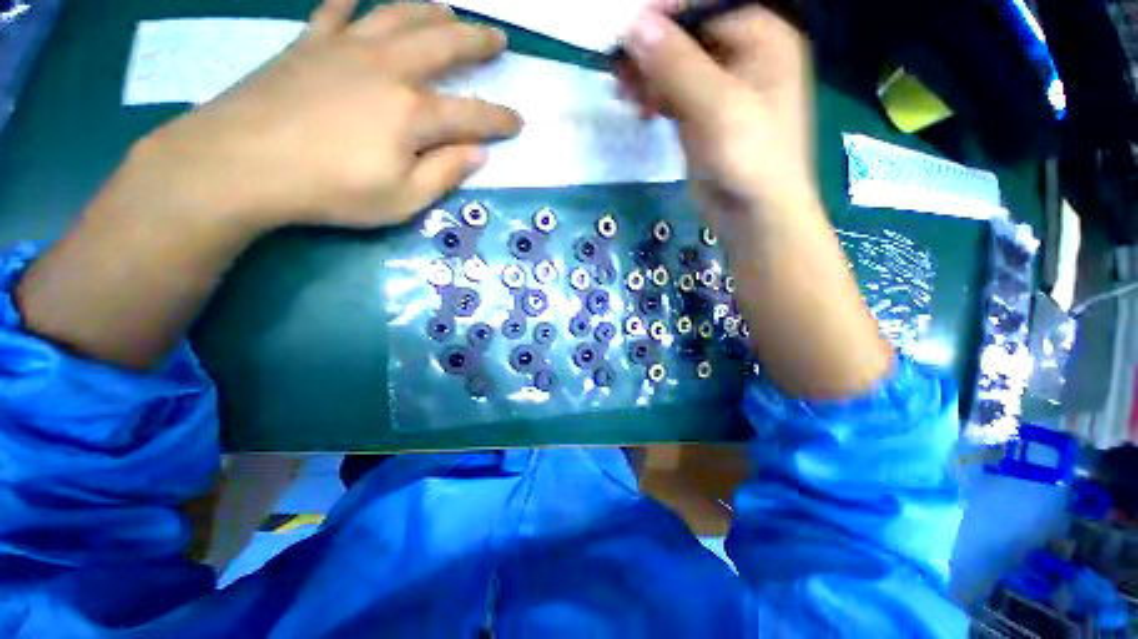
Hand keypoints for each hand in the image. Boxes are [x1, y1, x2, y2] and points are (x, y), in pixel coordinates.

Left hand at [141, 0, 521, 230]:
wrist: (241, 163)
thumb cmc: (331, 190)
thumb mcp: (403, 199)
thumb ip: (444, 174)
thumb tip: (478, 155)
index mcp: (413, 113)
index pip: (473, 114)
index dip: (500, 119)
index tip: (518, 121)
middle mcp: (388, 69)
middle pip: (442, 45)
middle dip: (477, 41)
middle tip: (497, 38)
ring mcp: (346, 49)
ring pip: (398, 15)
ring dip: (429, 10)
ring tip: (448, 9)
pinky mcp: (309, 44)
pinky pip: (336, 10)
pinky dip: (352, 0)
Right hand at [618, 6, 814, 225]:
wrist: (753, 214)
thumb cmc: (748, 158)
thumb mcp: (716, 107)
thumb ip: (677, 64)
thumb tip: (634, 26)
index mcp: (762, 37)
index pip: (707, 6)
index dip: (666, 15)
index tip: (626, 33)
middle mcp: (744, 54)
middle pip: (689, 35)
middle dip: (651, 49)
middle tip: (617, 68)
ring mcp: (722, 87)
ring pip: (677, 66)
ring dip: (648, 76)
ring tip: (622, 91)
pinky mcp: (705, 116)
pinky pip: (675, 94)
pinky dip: (654, 98)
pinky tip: (638, 107)